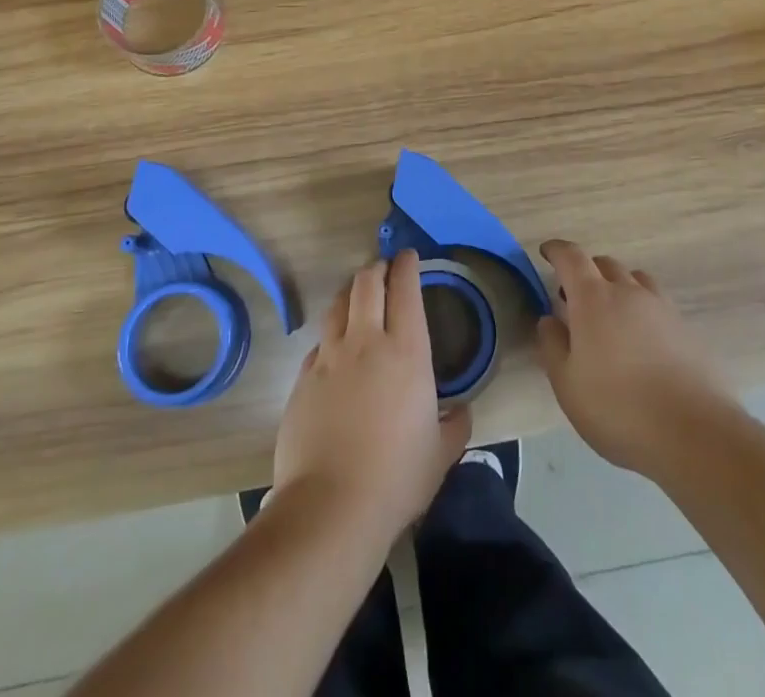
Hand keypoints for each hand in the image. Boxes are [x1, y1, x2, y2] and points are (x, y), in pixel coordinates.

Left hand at [272, 250, 470, 545]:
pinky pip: (319, 342)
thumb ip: (455, 426)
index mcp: (406, 352)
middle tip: (385, 268)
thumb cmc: (396, 478)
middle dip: (377, 268)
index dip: (407, 266)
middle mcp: (366, 342)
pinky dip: (331, 335)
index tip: (409, 257)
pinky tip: (335, 349)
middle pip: (367, 283)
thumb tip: (461, 412)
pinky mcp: (303, 378)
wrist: (330, 507)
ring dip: (350, 292)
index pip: (405, 290)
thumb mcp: (441, 455)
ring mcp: (330, 357)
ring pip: (338, 304)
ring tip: (358, 295)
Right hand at [535, 239, 726, 474]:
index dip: (556, 250)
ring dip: (617, 286)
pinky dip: (641, 309)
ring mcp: (662, 308)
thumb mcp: (568, 384)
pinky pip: (657, 303)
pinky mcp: (686, 329)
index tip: (546, 252)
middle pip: (604, 264)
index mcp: (593, 298)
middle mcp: (628, 292)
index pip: (571, 257)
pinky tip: (641, 341)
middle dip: (585, 272)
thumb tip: (549, 320)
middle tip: (574, 298)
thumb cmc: (618, 408)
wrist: (695, 434)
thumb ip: (552, 345)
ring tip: (610, 316)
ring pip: (634, 280)